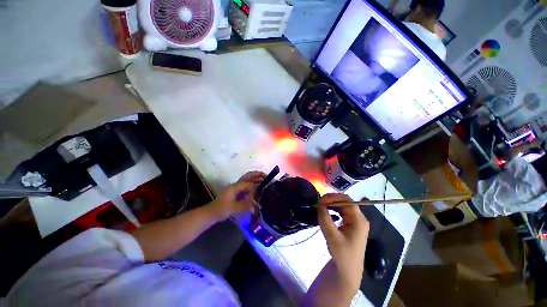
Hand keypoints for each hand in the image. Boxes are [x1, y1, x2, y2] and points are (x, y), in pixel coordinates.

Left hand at [207, 171, 265, 220]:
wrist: (211, 212)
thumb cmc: (221, 210)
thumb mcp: (233, 208)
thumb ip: (245, 206)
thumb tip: (257, 206)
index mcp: (234, 187)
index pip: (248, 184)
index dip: (255, 188)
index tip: (260, 194)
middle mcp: (236, 184)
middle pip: (248, 176)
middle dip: (257, 175)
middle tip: (266, 176)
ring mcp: (236, 187)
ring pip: (247, 179)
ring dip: (256, 178)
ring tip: (265, 179)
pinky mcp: (236, 190)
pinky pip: (246, 184)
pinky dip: (253, 183)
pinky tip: (258, 187)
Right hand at [317, 193, 368, 290]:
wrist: (347, 271)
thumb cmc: (342, 254)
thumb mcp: (332, 236)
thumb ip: (325, 218)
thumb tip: (319, 203)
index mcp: (359, 220)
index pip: (347, 201)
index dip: (333, 197)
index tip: (321, 199)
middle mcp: (359, 218)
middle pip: (346, 202)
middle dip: (332, 200)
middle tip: (319, 202)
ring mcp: (356, 221)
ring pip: (343, 206)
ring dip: (332, 204)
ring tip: (321, 205)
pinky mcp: (351, 224)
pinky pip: (342, 212)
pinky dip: (333, 209)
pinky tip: (326, 211)